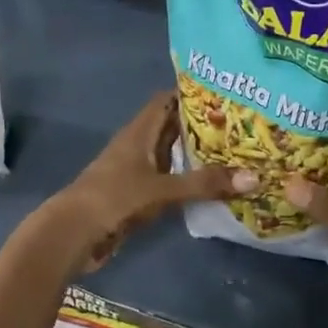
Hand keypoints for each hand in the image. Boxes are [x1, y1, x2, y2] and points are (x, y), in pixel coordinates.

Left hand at [43, 91, 255, 273]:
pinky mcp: (136, 195)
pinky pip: (168, 181)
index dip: (192, 94)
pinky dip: (187, 180)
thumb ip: (204, 184)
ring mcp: (136, 171)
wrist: (73, 233)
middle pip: (172, 127)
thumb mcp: (162, 189)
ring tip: (235, 153)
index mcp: (139, 132)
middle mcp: (138, 146)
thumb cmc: (113, 199)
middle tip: (242, 126)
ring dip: (196, 155)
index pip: (167, 100)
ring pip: (171, 156)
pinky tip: (211, 186)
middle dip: (202, 126)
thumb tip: (254, 178)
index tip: (226, 94)